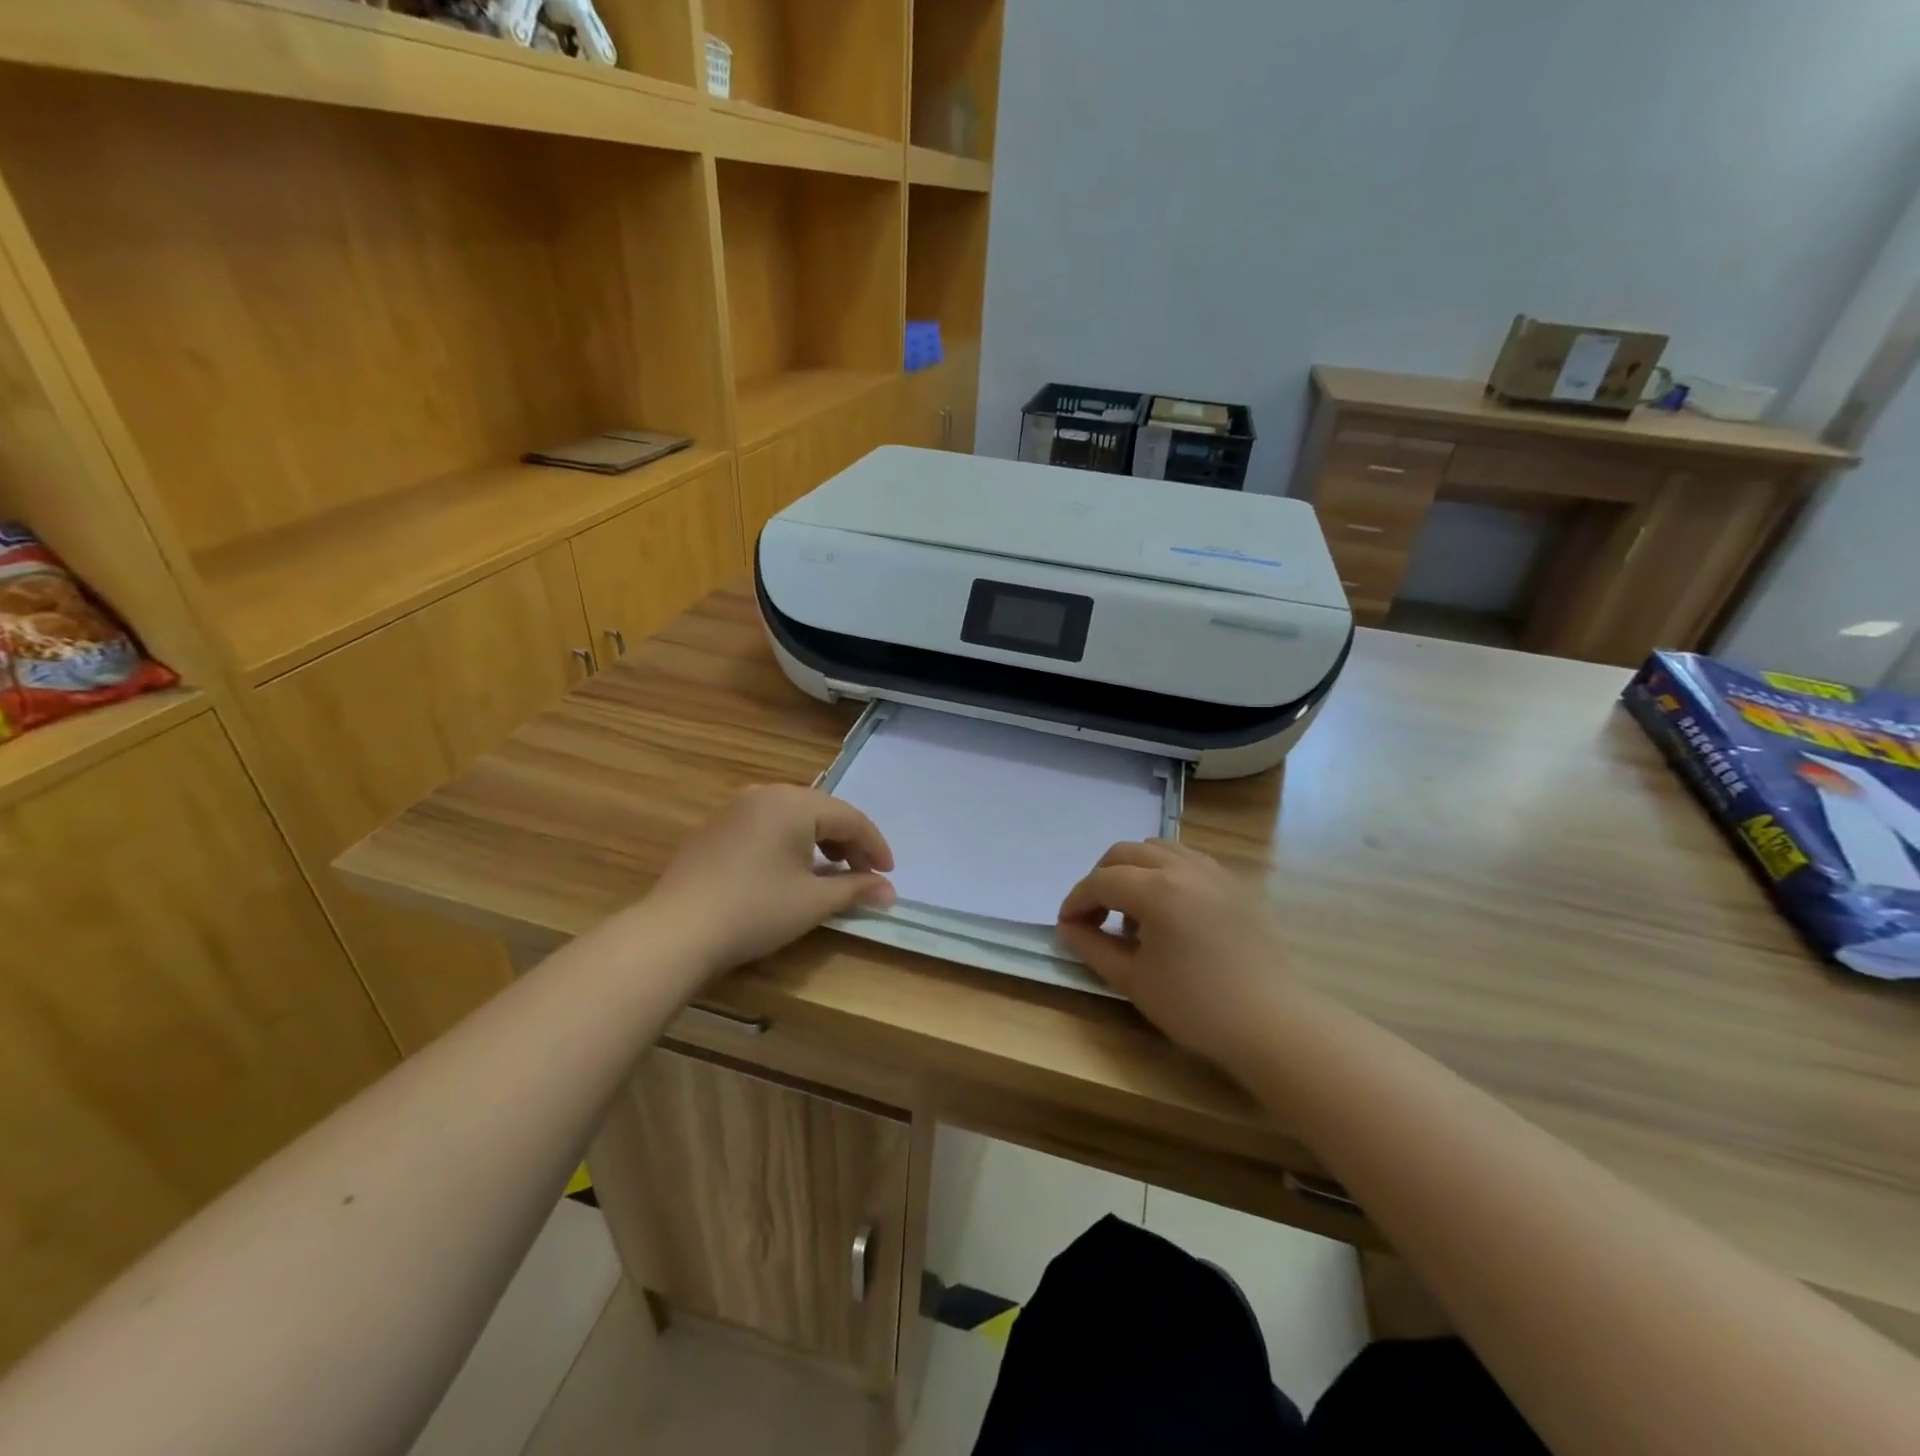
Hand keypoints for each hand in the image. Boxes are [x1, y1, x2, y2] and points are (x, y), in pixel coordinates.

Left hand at [649, 784, 895, 975]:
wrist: (678, 930)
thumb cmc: (756, 910)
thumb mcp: (814, 901)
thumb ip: (856, 888)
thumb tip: (889, 891)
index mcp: (795, 802)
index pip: (850, 818)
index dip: (874, 846)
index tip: (888, 875)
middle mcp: (766, 794)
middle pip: (822, 812)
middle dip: (848, 843)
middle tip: (864, 874)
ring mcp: (736, 808)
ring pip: (793, 817)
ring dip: (819, 842)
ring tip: (831, 873)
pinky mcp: (716, 827)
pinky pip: (767, 826)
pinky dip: (789, 844)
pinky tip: (790, 871)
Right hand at [1057, 839, 1297, 1068]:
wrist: (1272, 1024)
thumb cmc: (1196, 1007)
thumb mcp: (1133, 980)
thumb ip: (1093, 947)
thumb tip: (1068, 928)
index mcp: (1156, 889)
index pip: (1101, 881)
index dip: (1076, 901)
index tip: (1066, 926)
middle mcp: (1184, 867)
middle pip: (1126, 853)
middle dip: (1101, 879)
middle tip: (1095, 916)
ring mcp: (1214, 871)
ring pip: (1159, 849)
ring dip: (1134, 871)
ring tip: (1134, 913)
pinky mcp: (1236, 884)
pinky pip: (1189, 861)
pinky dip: (1166, 873)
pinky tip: (1170, 912)